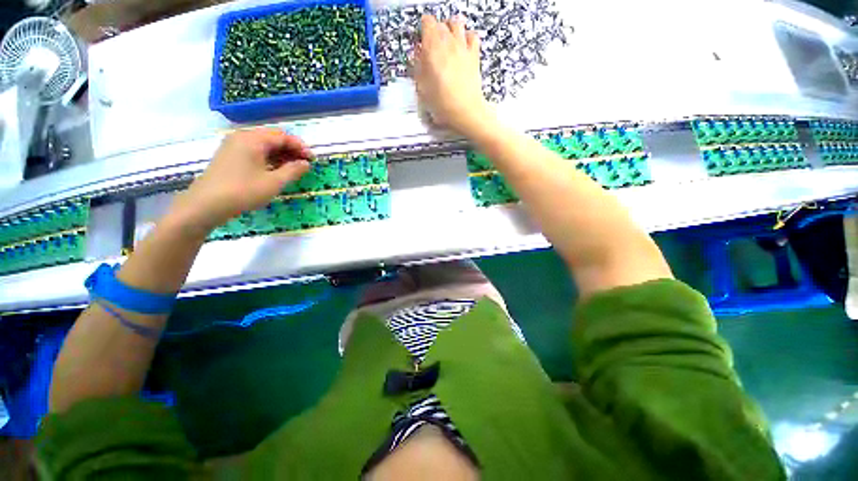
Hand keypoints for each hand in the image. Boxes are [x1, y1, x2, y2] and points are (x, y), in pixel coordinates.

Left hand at [168, 128, 311, 231]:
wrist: (206, 204)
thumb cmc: (244, 191)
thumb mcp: (274, 182)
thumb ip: (293, 170)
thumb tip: (306, 163)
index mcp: (253, 139)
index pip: (282, 136)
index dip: (300, 147)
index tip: (312, 159)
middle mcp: (242, 137)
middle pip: (272, 138)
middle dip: (291, 149)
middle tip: (304, 164)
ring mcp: (233, 146)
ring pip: (263, 145)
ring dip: (280, 154)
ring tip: (293, 168)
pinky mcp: (229, 156)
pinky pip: (254, 151)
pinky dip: (268, 158)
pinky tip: (276, 170)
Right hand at [413, 15, 489, 135]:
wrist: (465, 111)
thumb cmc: (443, 104)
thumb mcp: (422, 88)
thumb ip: (418, 67)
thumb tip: (417, 55)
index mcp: (432, 48)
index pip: (427, 22)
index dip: (423, 30)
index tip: (421, 41)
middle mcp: (449, 42)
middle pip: (441, 23)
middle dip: (435, 31)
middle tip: (432, 45)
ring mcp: (463, 47)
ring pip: (457, 23)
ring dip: (450, 29)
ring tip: (446, 41)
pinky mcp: (474, 55)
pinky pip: (472, 35)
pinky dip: (466, 36)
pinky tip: (462, 46)